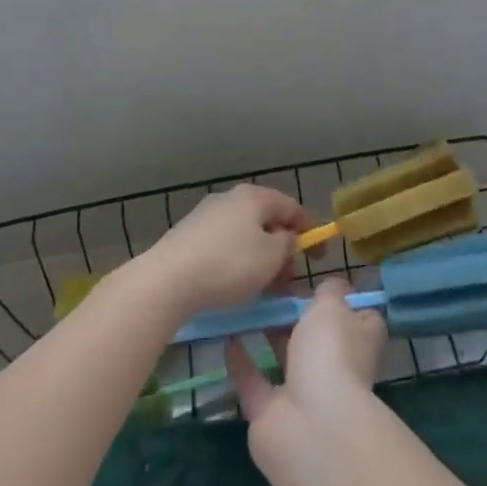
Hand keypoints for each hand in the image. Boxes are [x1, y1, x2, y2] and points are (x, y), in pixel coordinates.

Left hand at [137, 182, 308, 318]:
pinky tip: (236, 286)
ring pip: (245, 235)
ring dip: (261, 259)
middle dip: (283, 249)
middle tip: (289, 279)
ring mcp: (206, 216)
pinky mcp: (188, 237)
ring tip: (265, 288)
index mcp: (254, 197)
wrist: (166, 281)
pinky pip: (224, 246)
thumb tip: (285, 237)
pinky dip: (238, 262)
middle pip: (267, 221)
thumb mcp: (271, 257)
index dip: (310, 231)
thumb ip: (288, 244)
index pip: (292, 207)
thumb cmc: (228, 265)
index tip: (319, 257)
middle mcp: (230, 198)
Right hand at [225, 278, 385, 447]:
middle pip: (318, 335)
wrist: (310, 425)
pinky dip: (241, 361)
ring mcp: (304, 392)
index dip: (341, 298)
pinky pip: (254, 381)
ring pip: (286, 357)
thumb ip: (329, 290)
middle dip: (297, 314)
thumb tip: (335, 285)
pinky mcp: (271, 413)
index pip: (359, 315)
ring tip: (246, 304)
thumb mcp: (332, 304)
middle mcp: (336, 366)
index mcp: (359, 340)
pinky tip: (226, 337)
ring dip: (269, 334)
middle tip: (269, 285)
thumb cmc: (330, 352)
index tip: (316, 279)